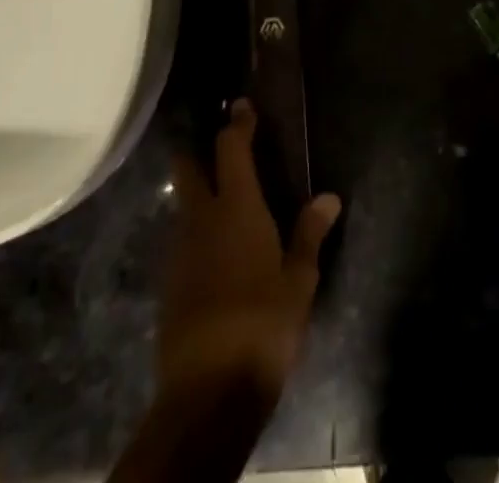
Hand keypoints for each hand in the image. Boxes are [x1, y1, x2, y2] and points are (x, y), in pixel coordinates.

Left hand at [160, 100, 341, 408]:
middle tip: (217, 145)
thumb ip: (309, 234)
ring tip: (222, 199)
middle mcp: (201, 219)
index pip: (231, 150)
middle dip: (197, 152)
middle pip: (188, 170)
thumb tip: (329, 198)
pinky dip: (196, 233)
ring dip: (197, 195)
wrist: (207, 392)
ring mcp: (179, 252)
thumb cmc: (263, 323)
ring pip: (183, 207)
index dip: (237, 124)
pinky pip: (182, 242)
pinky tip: (214, 250)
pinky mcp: (169, 284)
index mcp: (237, 208)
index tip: (242, 105)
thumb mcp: (298, 280)